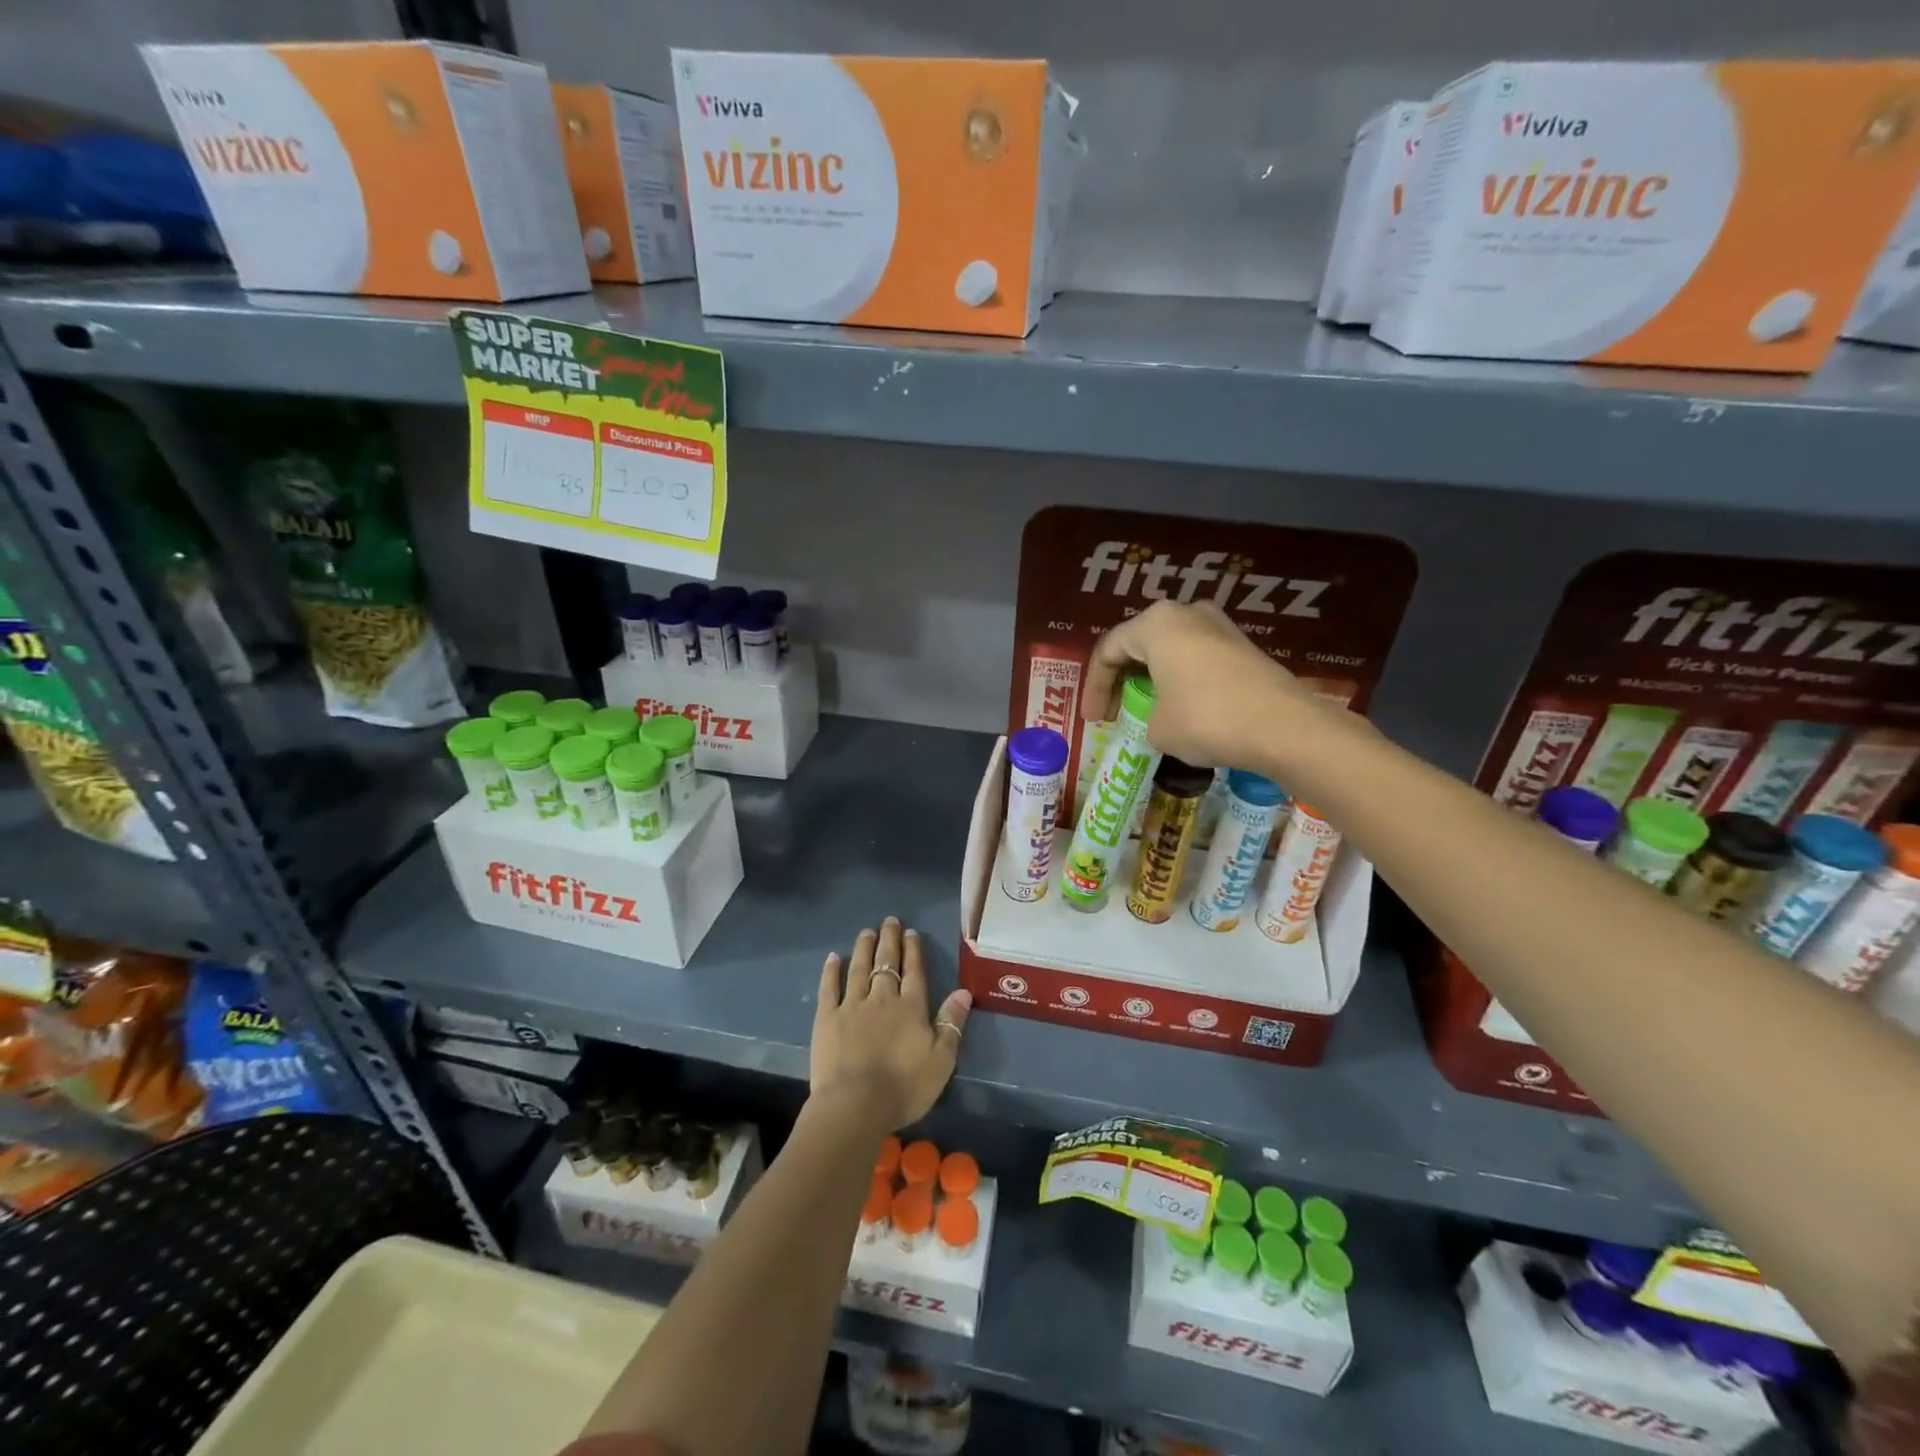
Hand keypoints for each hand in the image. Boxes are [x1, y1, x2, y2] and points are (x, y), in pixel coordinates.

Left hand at [811, 917, 970, 1130]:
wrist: (856, 1105)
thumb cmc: (904, 1087)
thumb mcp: (941, 1060)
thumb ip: (952, 1024)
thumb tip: (963, 992)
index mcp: (911, 1007)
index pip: (914, 971)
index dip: (913, 951)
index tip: (911, 933)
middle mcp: (882, 998)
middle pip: (886, 962)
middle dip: (890, 940)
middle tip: (889, 921)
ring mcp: (852, 1006)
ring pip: (859, 969)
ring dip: (864, 948)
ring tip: (867, 932)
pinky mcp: (827, 1019)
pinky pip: (829, 988)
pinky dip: (831, 971)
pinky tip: (832, 958)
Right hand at [1085, 600, 1309, 769]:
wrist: (1283, 727)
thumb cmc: (1206, 719)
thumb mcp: (1157, 728)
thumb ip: (1144, 716)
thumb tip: (1160, 718)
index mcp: (1155, 624)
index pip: (1108, 650)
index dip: (1094, 687)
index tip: (1094, 720)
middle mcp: (1186, 613)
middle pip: (1139, 643)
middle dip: (1123, 679)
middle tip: (1115, 711)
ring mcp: (1220, 626)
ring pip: (1170, 650)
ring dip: (1153, 678)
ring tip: (1147, 709)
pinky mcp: (1243, 646)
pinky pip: (1197, 659)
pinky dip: (1181, 680)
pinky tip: (1182, 708)